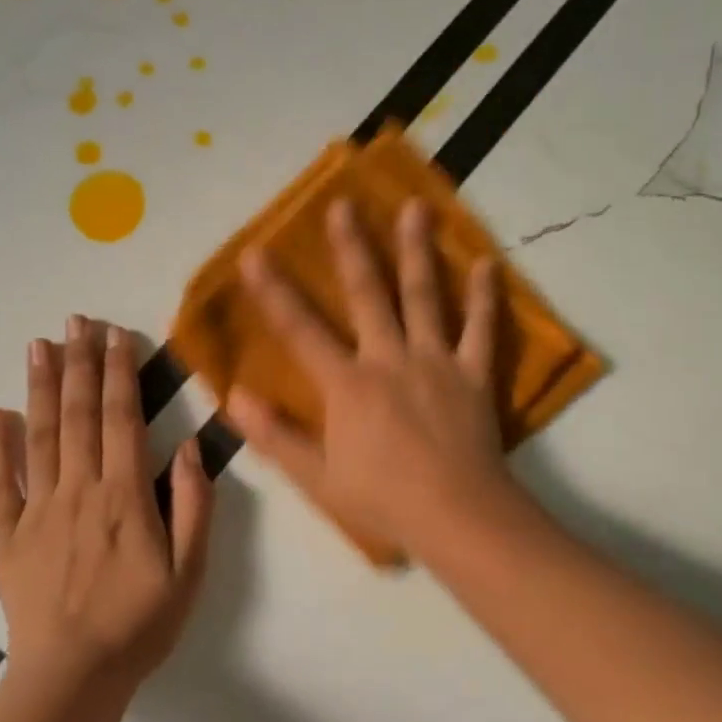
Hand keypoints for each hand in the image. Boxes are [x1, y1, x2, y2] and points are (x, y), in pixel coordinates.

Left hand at [0, 316, 213, 699]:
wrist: (72, 679)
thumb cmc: (140, 624)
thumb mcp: (189, 571)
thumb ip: (193, 506)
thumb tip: (187, 447)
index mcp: (124, 496)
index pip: (121, 419)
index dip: (119, 373)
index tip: (116, 334)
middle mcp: (78, 490)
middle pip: (78, 415)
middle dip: (80, 363)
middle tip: (77, 320)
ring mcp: (38, 511)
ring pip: (38, 437)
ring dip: (40, 387)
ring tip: (40, 346)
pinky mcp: (8, 537)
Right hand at [225, 197, 518, 560]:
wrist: (457, 517)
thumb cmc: (382, 500)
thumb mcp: (315, 477)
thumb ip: (274, 434)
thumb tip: (234, 395)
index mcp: (347, 384)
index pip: (301, 330)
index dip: (274, 291)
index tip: (255, 252)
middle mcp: (389, 358)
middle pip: (367, 294)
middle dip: (351, 248)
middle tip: (343, 204)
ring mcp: (435, 362)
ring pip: (424, 296)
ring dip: (417, 250)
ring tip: (416, 207)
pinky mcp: (473, 374)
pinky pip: (481, 329)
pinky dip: (485, 296)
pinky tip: (487, 263)